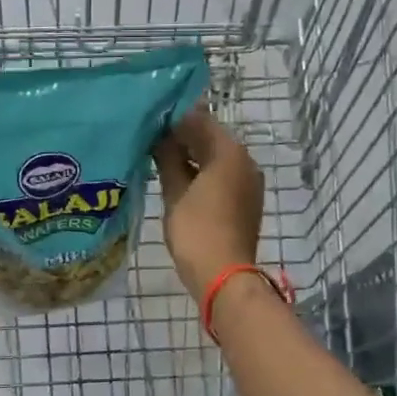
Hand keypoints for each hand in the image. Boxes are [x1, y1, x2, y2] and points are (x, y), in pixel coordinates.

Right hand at [151, 107, 264, 300]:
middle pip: (210, 138)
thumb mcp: (175, 193)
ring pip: (216, 158)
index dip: (172, 120)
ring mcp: (248, 182)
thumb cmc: (196, 231)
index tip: (148, 123)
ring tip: (159, 161)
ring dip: (191, 157)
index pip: (199, 120)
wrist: (224, 276)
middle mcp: (245, 161)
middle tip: (149, 141)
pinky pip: (222, 176)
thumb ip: (167, 160)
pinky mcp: (246, 201)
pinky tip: (179, 181)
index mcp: (229, 152)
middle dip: (182, 138)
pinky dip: (202, 174)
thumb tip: (159, 138)